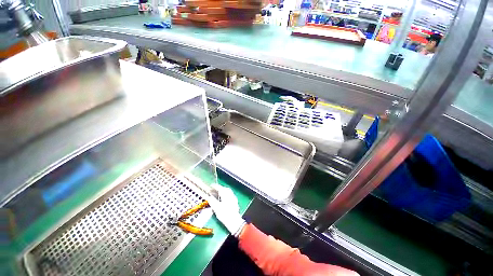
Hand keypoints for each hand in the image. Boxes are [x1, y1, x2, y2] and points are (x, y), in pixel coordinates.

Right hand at [207, 184, 245, 236]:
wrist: (234, 221)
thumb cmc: (225, 215)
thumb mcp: (216, 208)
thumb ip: (212, 201)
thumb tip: (209, 197)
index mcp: (226, 195)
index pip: (220, 188)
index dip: (215, 186)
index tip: (211, 185)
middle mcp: (230, 195)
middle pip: (225, 188)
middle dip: (220, 188)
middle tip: (215, 189)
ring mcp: (233, 198)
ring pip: (228, 191)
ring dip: (223, 190)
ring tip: (219, 193)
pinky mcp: (235, 202)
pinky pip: (230, 195)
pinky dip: (226, 194)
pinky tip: (224, 198)